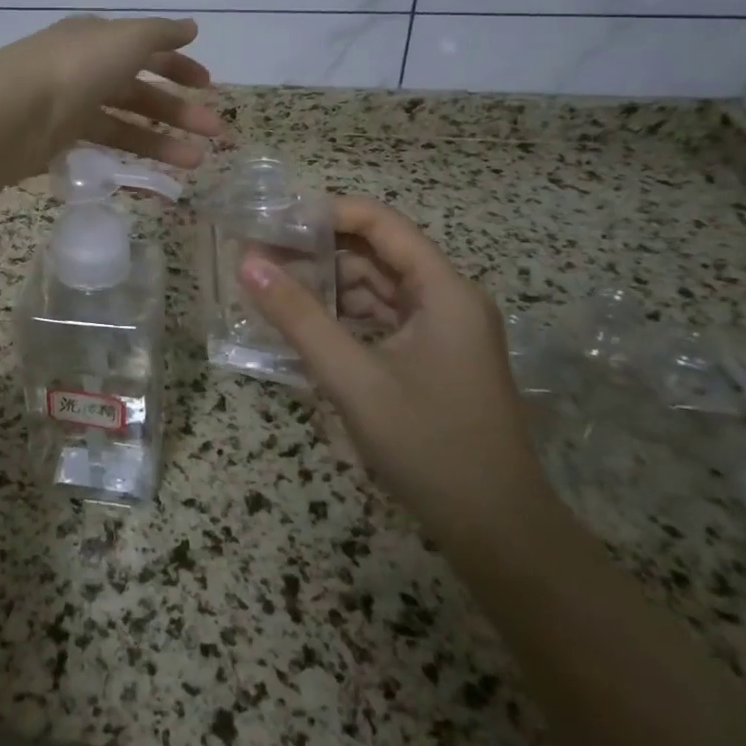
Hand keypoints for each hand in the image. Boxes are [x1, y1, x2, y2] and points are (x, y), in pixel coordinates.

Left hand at [0, 15, 225, 177]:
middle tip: (215, 133)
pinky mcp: (59, 141)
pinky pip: (103, 148)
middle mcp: (85, 69)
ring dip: (163, 141)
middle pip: (139, 91)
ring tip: (197, 162)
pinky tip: (156, 176)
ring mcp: (71, 106)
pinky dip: (131, 159)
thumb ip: (161, 33)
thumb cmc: (76, 66)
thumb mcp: (126, 38)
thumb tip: (191, 27)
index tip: (207, 85)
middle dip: (179, 111)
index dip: (178, 66)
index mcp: (98, 39)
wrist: (12, 111)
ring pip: (126, 123)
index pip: (145, 50)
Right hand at [239, 198, 551, 548]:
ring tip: (272, 289)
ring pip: (377, 288)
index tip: (272, 220)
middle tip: (259, 256)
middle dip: (318, 251)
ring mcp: (442, 331)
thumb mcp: (354, 379)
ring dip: (328, 286)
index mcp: (443, 290)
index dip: (326, 212)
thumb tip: (247, 264)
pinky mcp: (432, 359)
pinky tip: (305, 327)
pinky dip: (344, 318)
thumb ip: (299, 318)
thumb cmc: (430, 446)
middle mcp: (447, 299)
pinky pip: (382, 320)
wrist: (498, 533)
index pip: (380, 223)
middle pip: (376, 253)